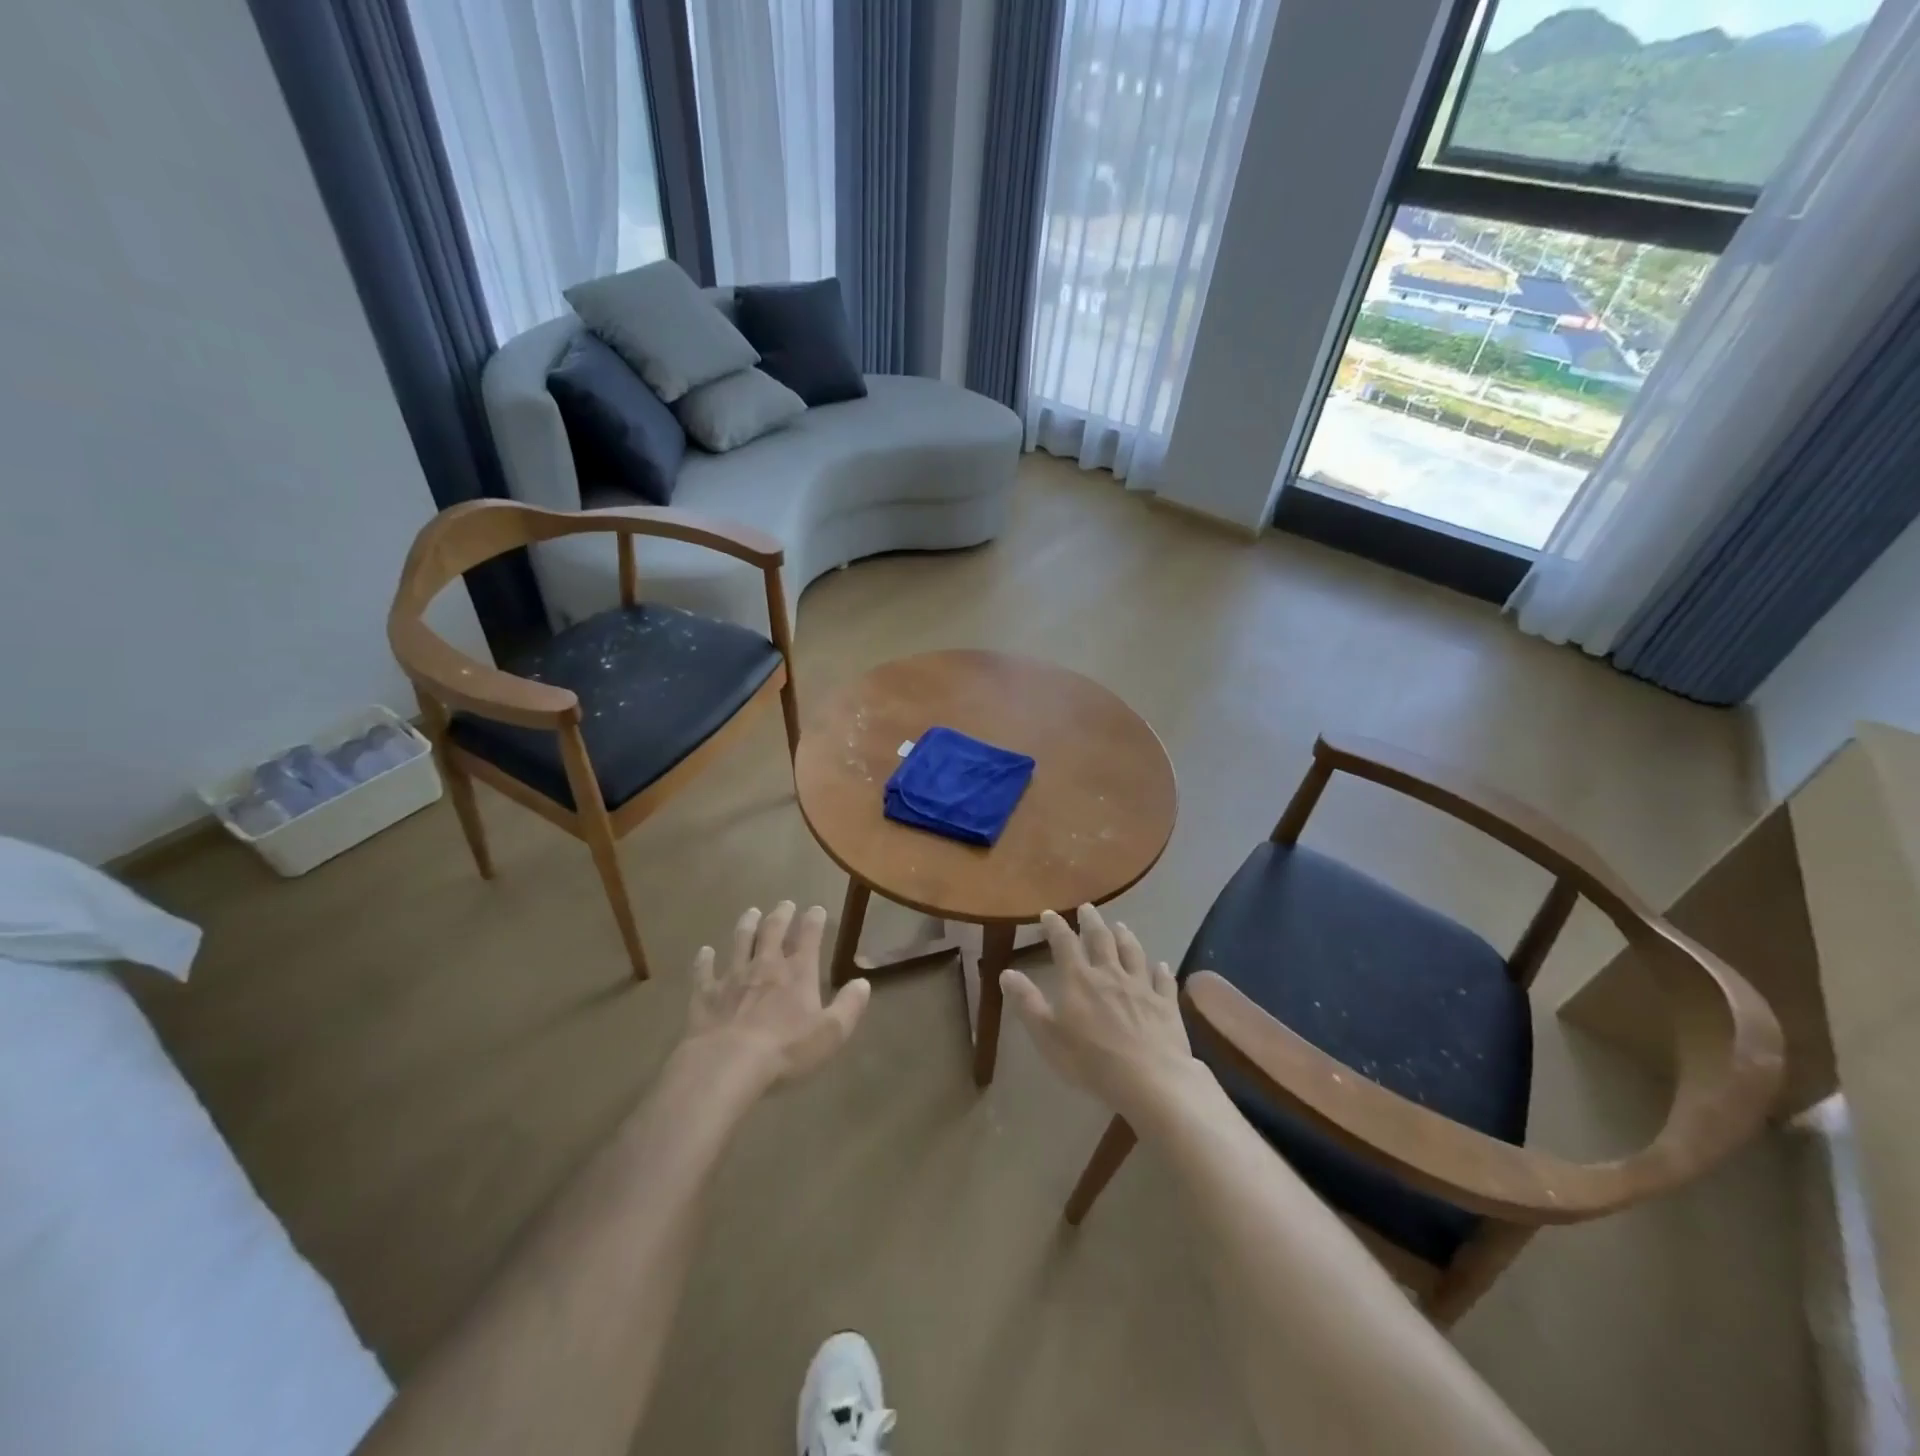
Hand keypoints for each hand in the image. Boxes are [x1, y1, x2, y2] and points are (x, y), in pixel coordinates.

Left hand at [683, 902, 870, 1088]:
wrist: (727, 1063)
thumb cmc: (785, 1049)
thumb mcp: (830, 1033)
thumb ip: (849, 1006)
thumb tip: (863, 983)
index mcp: (798, 973)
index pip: (809, 937)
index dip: (814, 921)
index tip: (816, 909)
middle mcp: (765, 966)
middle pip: (773, 931)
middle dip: (781, 915)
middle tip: (784, 904)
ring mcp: (733, 977)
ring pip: (740, 942)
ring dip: (747, 925)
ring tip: (751, 912)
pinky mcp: (706, 994)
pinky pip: (704, 972)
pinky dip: (704, 960)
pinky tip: (704, 952)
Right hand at [1000, 904, 1203, 1120]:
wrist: (1149, 1080)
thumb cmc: (1090, 1060)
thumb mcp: (1047, 1034)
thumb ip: (1027, 1002)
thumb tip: (1006, 972)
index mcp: (1079, 979)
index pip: (1064, 943)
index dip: (1055, 926)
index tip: (1049, 913)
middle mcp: (1110, 974)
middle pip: (1101, 940)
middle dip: (1091, 922)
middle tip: (1087, 907)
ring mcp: (1141, 987)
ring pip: (1133, 953)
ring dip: (1125, 937)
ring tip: (1120, 925)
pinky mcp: (1166, 1004)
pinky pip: (1163, 981)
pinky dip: (1161, 970)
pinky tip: (1162, 965)